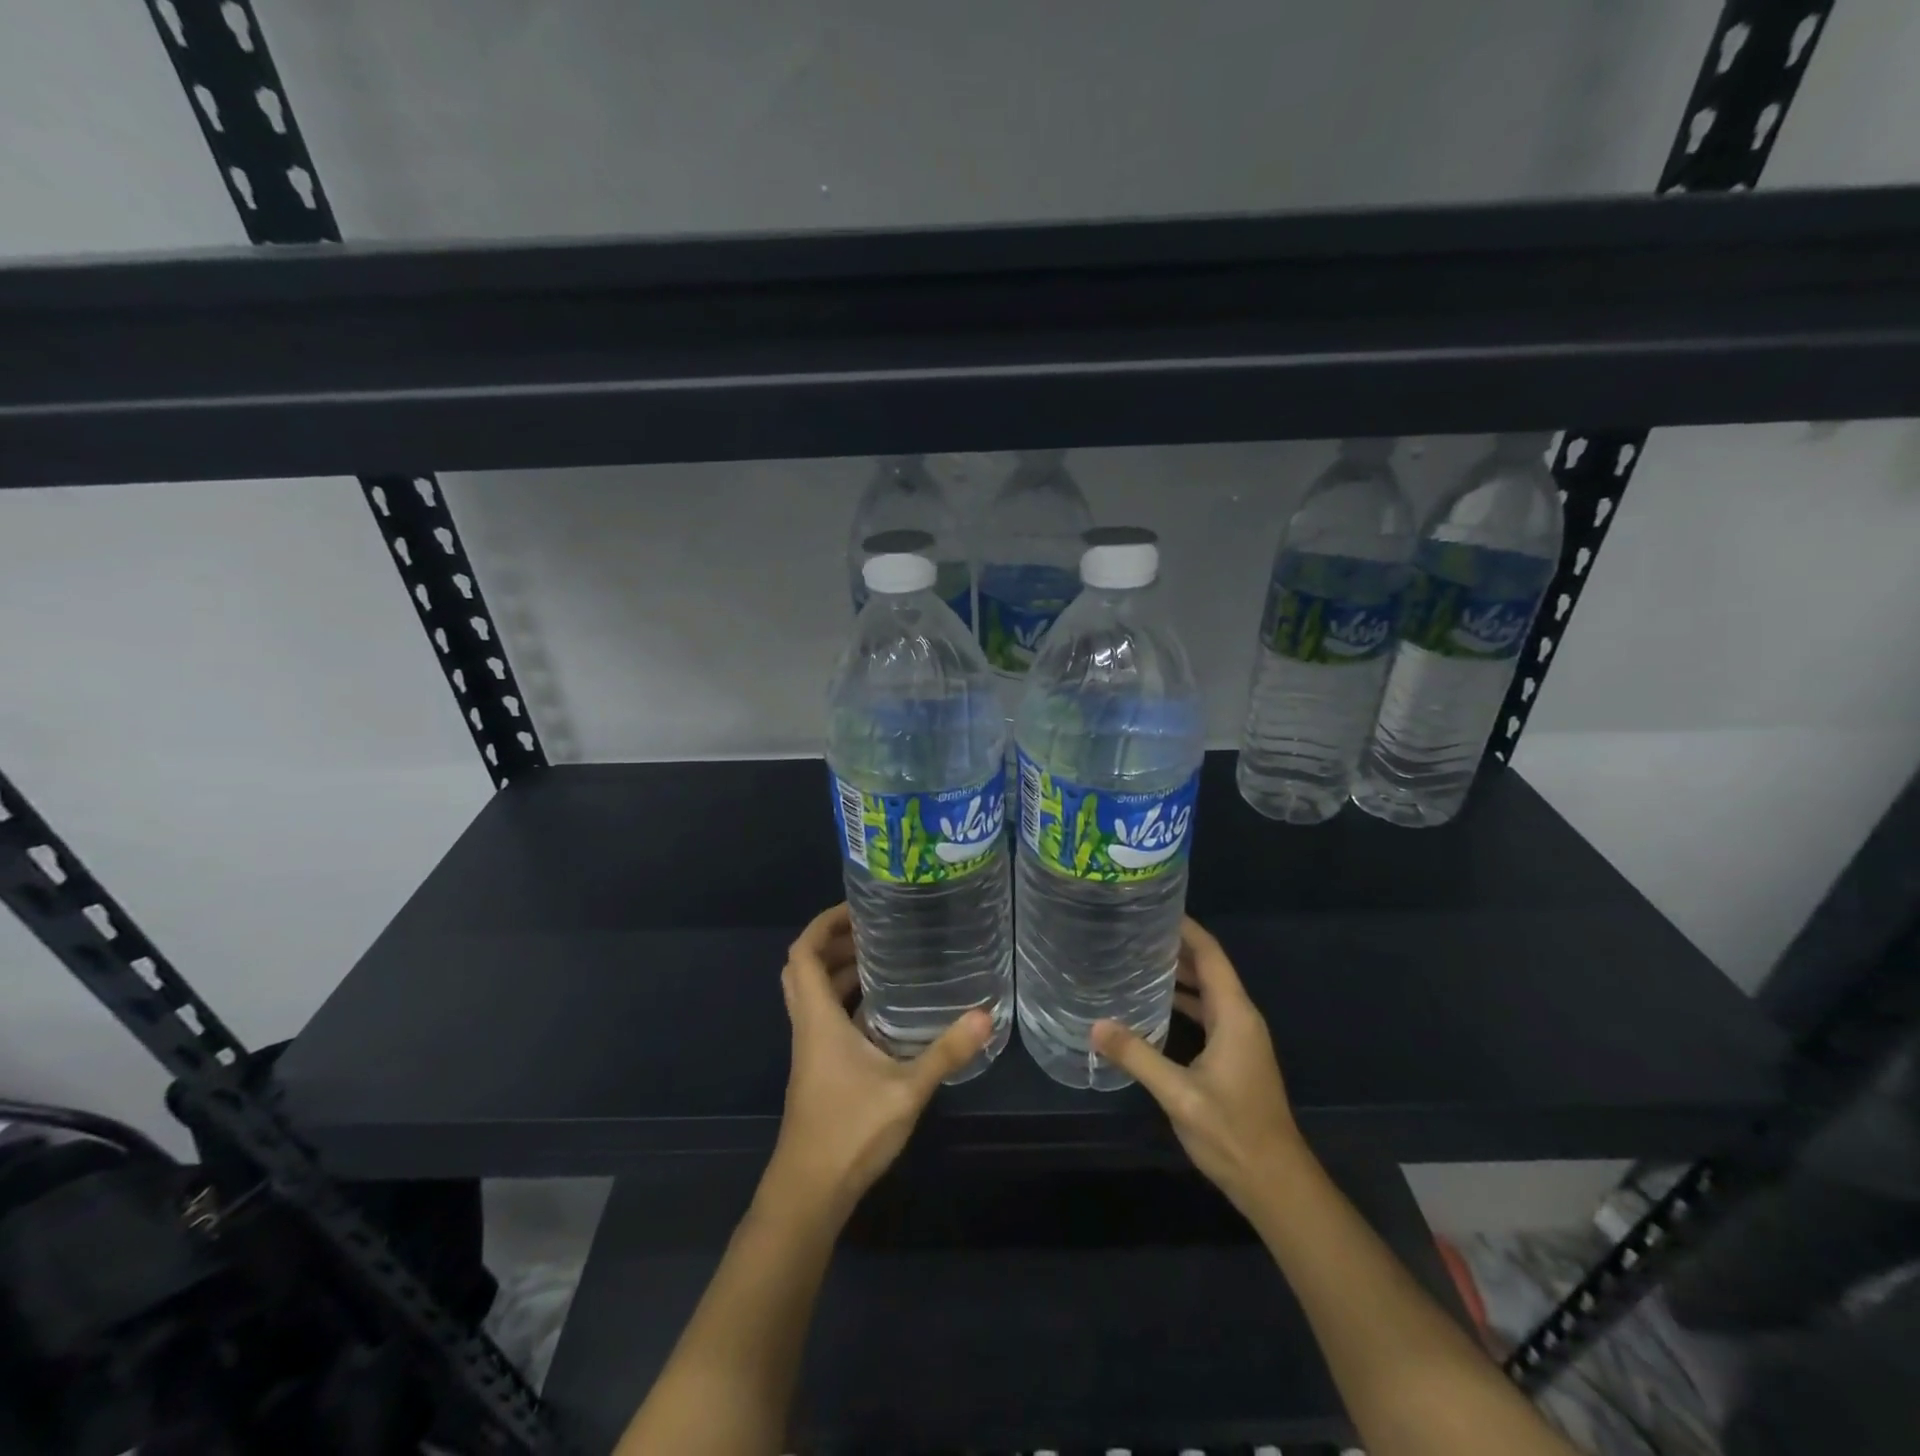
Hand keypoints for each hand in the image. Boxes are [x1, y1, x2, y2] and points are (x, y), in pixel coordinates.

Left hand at [764, 903, 993, 1226]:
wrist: (809, 1192)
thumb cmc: (849, 1131)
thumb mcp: (906, 1089)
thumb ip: (946, 1052)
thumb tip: (985, 1014)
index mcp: (818, 1019)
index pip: (803, 954)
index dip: (822, 924)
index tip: (855, 907)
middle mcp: (809, 1026)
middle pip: (804, 969)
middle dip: (833, 942)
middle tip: (874, 929)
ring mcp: (811, 1050)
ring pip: (815, 995)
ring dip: (840, 971)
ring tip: (884, 958)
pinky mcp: (819, 1069)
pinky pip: (826, 1018)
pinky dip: (847, 1001)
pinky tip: (885, 1011)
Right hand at [1092, 916, 1300, 1211]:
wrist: (1276, 1184)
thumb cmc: (1233, 1133)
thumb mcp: (1179, 1094)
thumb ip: (1137, 1056)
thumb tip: (1095, 1025)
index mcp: (1235, 1015)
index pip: (1211, 956)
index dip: (1186, 929)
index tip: (1154, 908)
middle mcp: (1241, 1019)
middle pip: (1209, 969)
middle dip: (1175, 947)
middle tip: (1132, 932)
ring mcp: (1240, 1039)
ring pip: (1207, 992)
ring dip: (1178, 975)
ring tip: (1137, 959)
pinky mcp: (1234, 1057)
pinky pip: (1207, 1014)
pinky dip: (1183, 1002)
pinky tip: (1153, 1006)